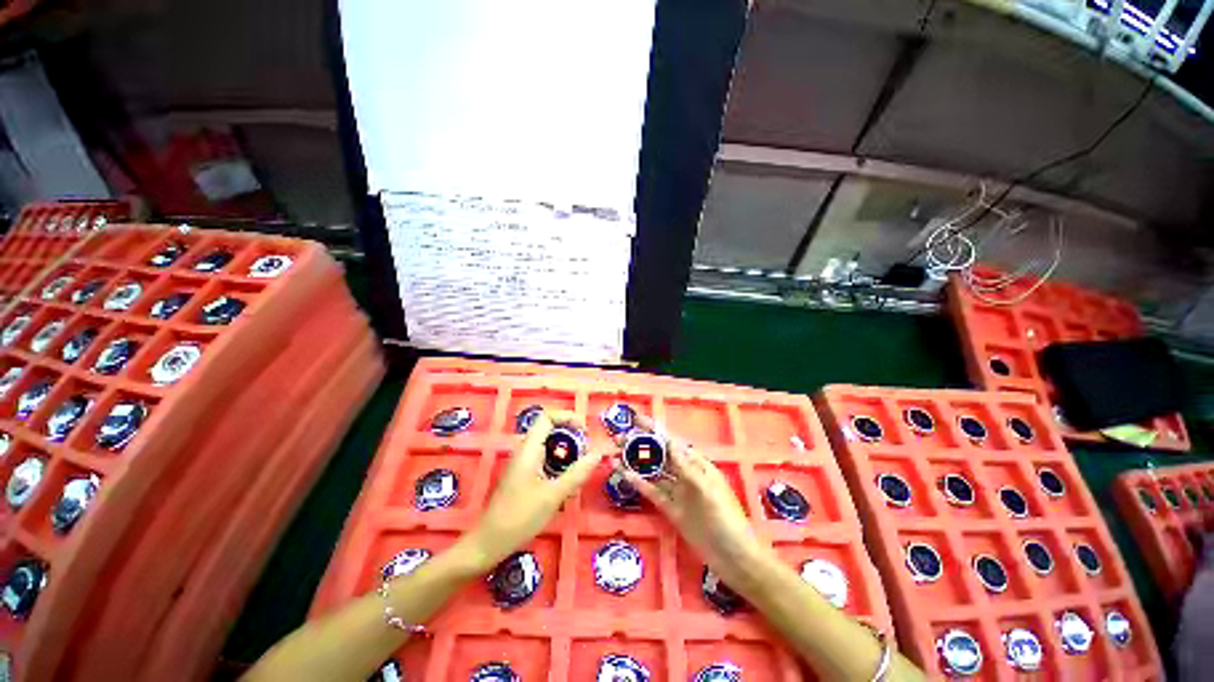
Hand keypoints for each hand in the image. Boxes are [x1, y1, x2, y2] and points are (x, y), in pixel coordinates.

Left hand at [460, 410, 602, 570]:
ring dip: (567, 451)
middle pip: (550, 430)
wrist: (489, 543)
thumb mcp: (554, 495)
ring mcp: (524, 463)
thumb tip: (598, 453)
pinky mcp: (525, 475)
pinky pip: (545, 459)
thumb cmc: (520, 517)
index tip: (585, 430)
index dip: (568, 417)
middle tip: (587, 451)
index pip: (547, 417)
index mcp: (528, 449)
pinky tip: (568, 482)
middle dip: (571, 436)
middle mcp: (525, 450)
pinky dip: (560, 464)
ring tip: (581, 466)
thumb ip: (578, 473)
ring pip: (549, 446)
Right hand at [618, 417, 774, 593]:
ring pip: (653, 472)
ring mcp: (677, 492)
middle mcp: (685, 474)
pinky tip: (624, 474)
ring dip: (636, 462)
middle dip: (641, 444)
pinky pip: (652, 492)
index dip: (654, 430)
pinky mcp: (671, 509)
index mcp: (698, 465)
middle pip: (660, 454)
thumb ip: (686, 468)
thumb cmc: (727, 520)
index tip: (635, 420)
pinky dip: (638, 483)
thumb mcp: (708, 490)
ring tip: (616, 453)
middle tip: (618, 437)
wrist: (734, 559)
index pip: (672, 442)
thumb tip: (669, 443)